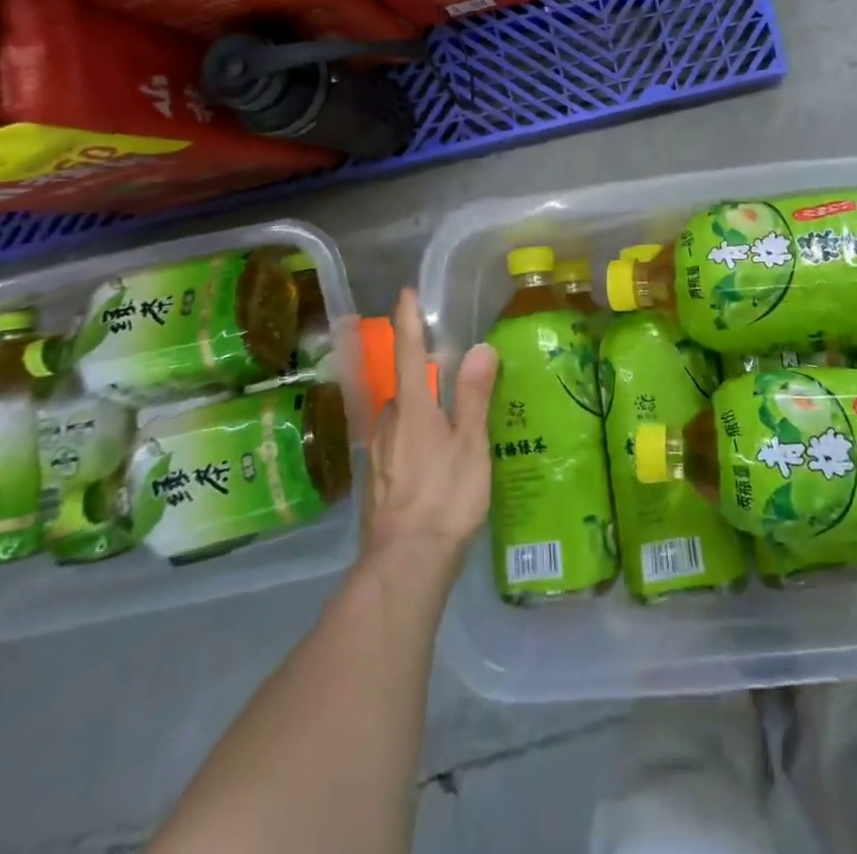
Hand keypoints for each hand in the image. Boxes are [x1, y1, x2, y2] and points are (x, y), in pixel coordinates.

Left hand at [361, 288, 496, 580]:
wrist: (405, 563)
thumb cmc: (445, 495)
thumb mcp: (470, 443)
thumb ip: (474, 394)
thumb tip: (480, 347)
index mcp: (411, 408)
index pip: (407, 351)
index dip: (408, 320)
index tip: (405, 293)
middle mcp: (387, 423)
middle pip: (403, 388)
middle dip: (421, 377)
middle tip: (450, 377)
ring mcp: (376, 454)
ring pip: (399, 419)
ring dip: (418, 412)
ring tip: (447, 423)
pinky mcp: (376, 482)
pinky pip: (395, 445)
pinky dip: (412, 440)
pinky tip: (431, 461)